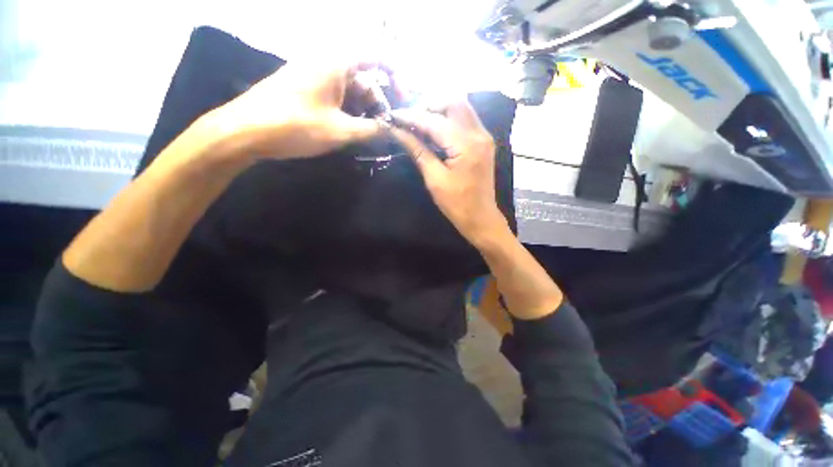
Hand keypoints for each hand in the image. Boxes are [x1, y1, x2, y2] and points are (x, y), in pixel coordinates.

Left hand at [203, 60, 388, 160]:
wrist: (245, 131)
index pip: (377, 57)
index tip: (403, 101)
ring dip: (363, 112)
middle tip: (383, 130)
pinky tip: (350, 132)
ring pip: (351, 91)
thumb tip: (392, 130)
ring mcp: (315, 77)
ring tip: (367, 136)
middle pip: (365, 79)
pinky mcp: (307, 91)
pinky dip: (349, 113)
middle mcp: (327, 64)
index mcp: (336, 62)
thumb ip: (371, 129)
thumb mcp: (340, 131)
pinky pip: (337, 98)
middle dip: (378, 104)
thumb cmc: (295, 125)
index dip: (396, 77)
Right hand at [388, 102, 508, 244]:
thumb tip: (398, 133)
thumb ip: (418, 151)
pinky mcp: (483, 143)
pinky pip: (466, 121)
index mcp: (466, 145)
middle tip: (411, 118)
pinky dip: (449, 120)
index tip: (394, 116)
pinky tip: (435, 131)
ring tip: (419, 123)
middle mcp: (479, 134)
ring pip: (461, 109)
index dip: (412, 116)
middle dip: (429, 105)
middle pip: (454, 102)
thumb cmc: (457, 204)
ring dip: (439, 110)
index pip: (434, 121)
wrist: (481, 218)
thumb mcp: (435, 179)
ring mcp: (484, 137)